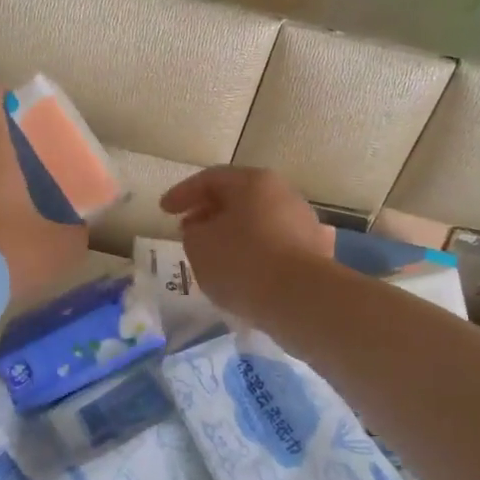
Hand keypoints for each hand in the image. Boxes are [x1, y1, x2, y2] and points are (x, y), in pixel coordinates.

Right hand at [158, 166, 331, 324]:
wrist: (302, 300)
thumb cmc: (243, 262)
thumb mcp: (199, 245)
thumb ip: (193, 232)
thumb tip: (202, 230)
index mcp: (253, 182)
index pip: (210, 179)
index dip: (183, 194)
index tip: (164, 211)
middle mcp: (283, 194)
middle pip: (239, 198)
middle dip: (209, 213)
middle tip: (188, 230)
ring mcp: (304, 223)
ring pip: (259, 222)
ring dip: (233, 234)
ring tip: (214, 256)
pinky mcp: (316, 253)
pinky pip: (275, 246)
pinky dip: (256, 254)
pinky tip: (244, 274)